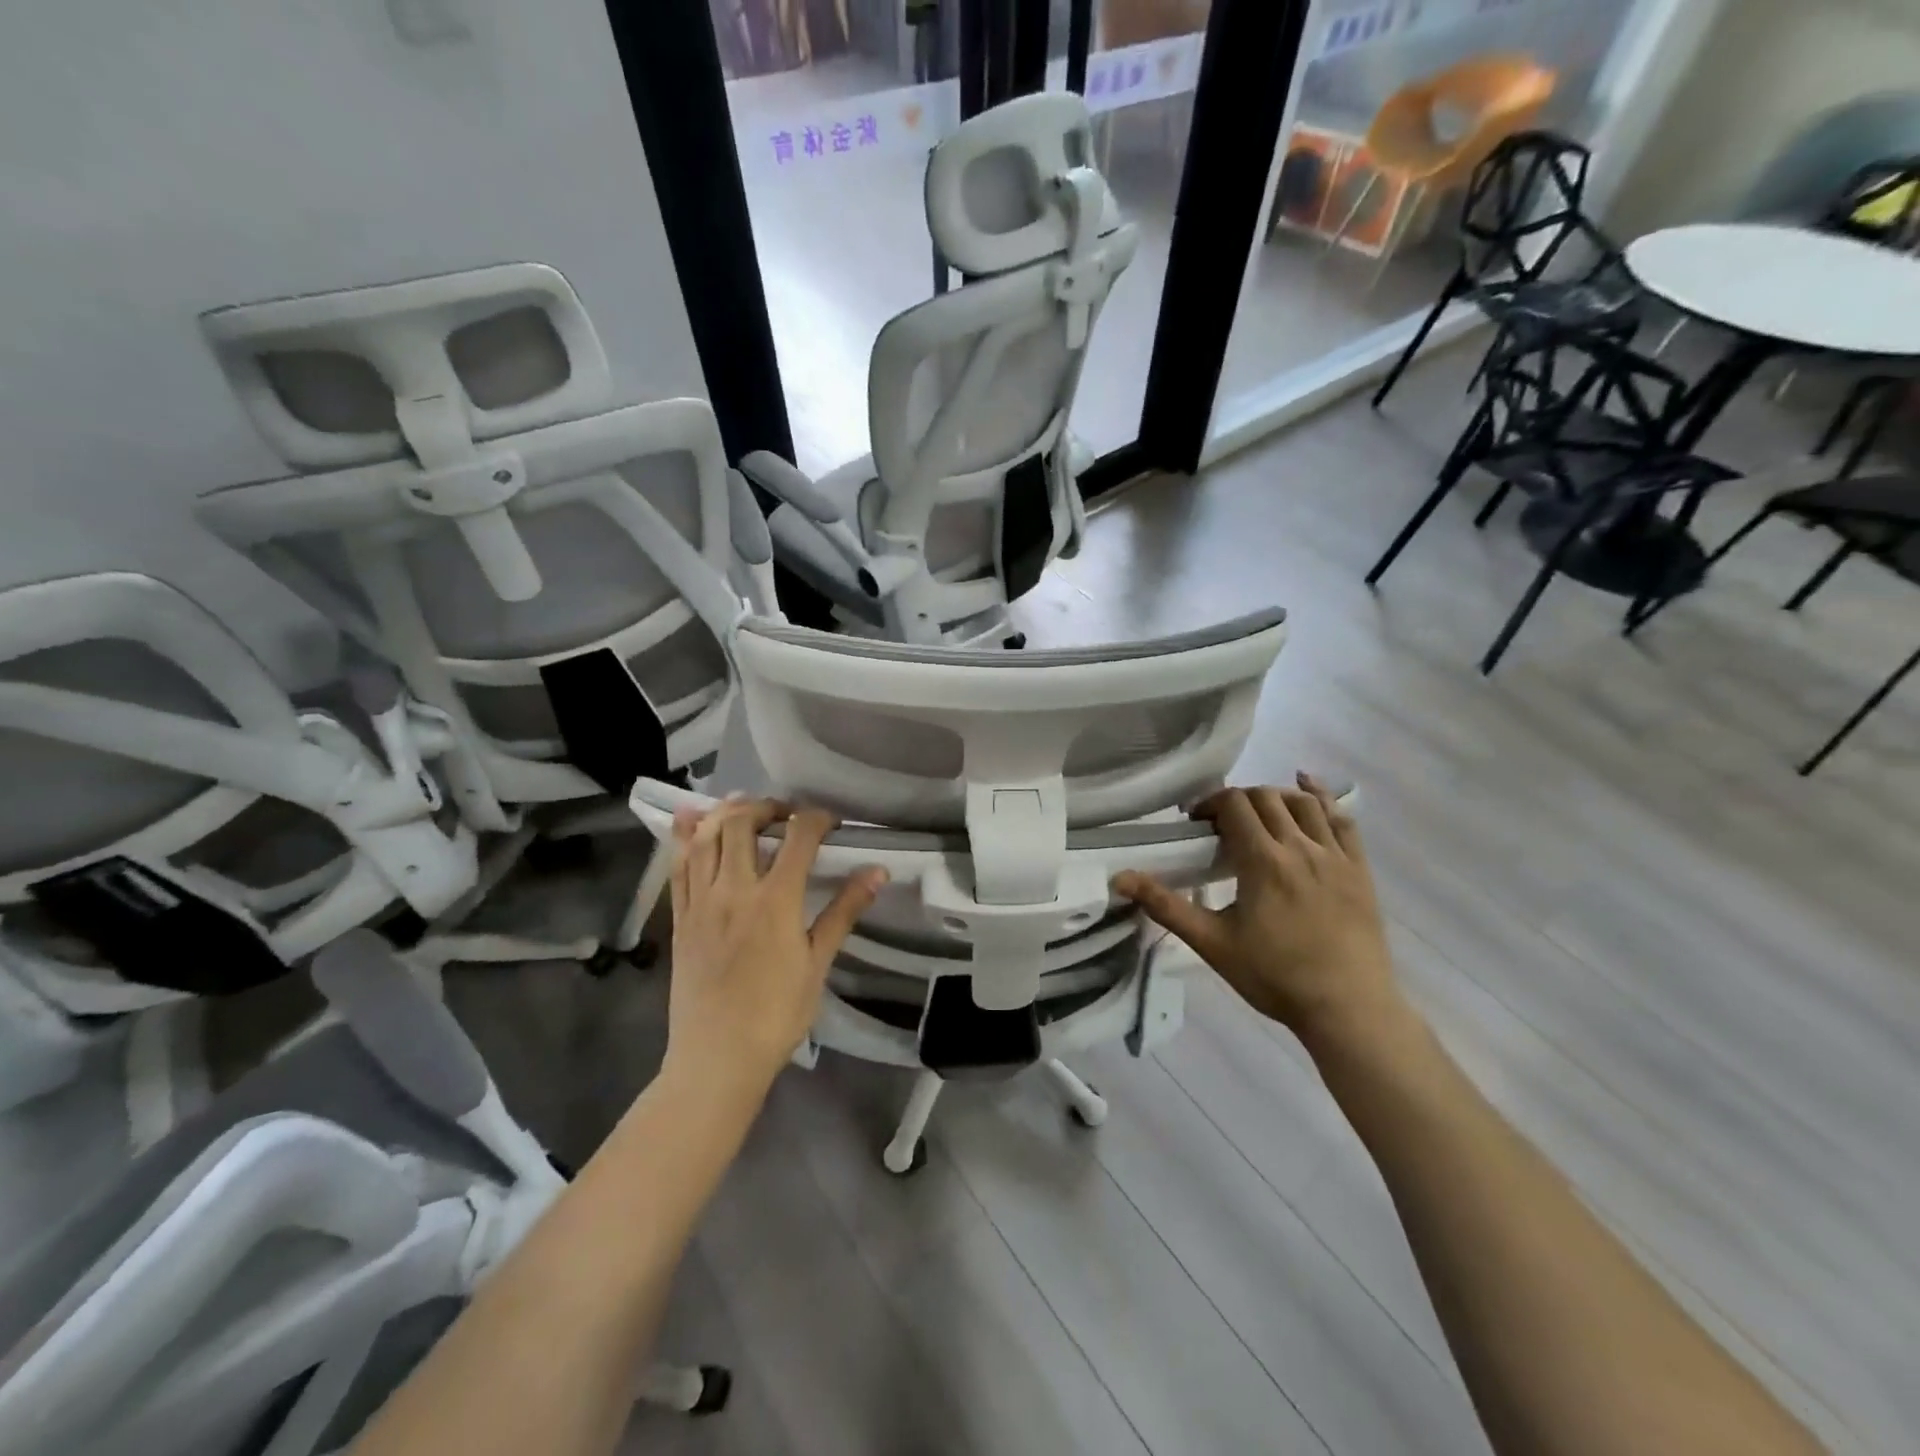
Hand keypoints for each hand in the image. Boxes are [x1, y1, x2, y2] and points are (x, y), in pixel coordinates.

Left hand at [665, 798, 886, 1094]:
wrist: (716, 1059)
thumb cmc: (776, 1015)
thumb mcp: (818, 963)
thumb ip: (844, 911)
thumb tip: (877, 872)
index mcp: (775, 901)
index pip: (798, 837)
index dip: (817, 819)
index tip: (831, 823)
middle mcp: (734, 890)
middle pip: (742, 823)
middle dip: (766, 806)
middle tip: (784, 814)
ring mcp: (700, 902)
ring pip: (705, 837)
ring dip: (725, 813)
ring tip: (744, 809)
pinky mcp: (679, 918)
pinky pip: (678, 867)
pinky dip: (685, 838)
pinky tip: (692, 822)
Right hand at [1114, 774, 1400, 1048]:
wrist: (1347, 1009)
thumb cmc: (1274, 977)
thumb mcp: (1212, 943)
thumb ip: (1166, 906)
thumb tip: (1120, 878)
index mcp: (1262, 860)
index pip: (1234, 804)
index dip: (1210, 803)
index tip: (1197, 822)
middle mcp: (1300, 846)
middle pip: (1265, 797)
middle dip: (1238, 800)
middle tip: (1222, 824)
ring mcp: (1335, 855)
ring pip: (1303, 803)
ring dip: (1275, 797)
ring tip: (1258, 812)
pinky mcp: (1359, 869)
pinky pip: (1343, 819)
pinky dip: (1323, 797)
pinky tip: (1308, 787)